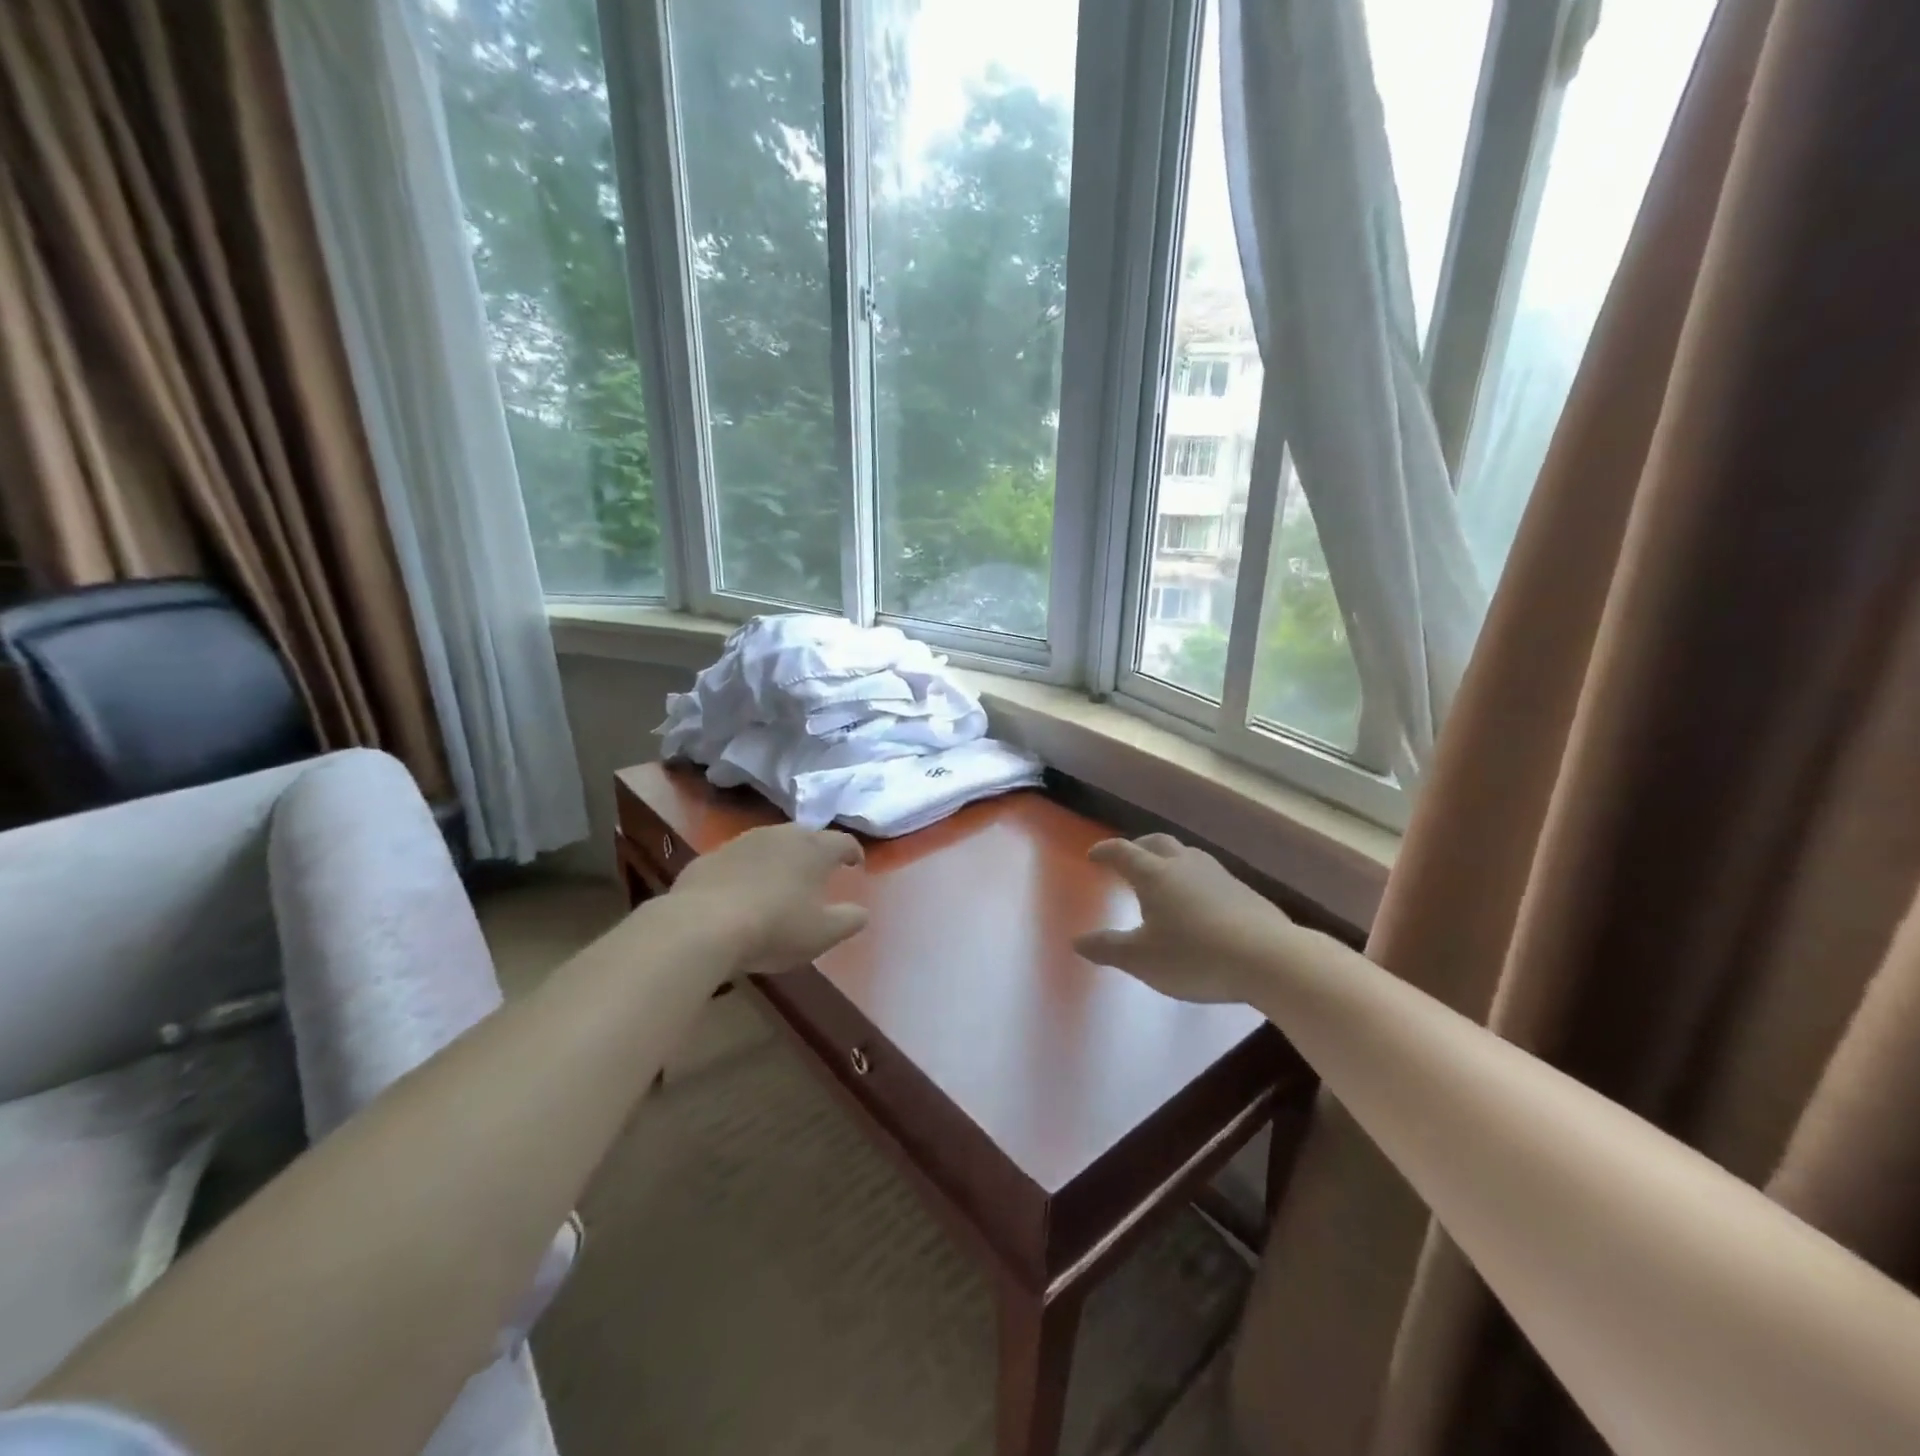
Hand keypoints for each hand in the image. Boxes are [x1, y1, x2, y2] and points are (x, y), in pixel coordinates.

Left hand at [667, 824, 868, 977]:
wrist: (702, 925)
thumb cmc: (775, 927)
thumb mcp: (823, 933)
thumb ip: (850, 920)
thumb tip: (862, 912)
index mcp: (813, 848)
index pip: (843, 841)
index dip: (853, 852)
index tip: (856, 864)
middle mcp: (780, 835)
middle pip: (805, 836)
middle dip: (815, 851)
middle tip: (819, 871)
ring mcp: (741, 842)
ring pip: (769, 844)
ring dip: (779, 859)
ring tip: (780, 881)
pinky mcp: (709, 857)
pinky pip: (737, 861)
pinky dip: (746, 872)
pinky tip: (741, 893)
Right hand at [1074, 834, 1298, 1003]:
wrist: (1270, 959)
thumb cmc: (1195, 956)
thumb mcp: (1142, 960)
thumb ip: (1108, 948)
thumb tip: (1078, 941)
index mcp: (1154, 874)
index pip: (1122, 852)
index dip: (1105, 852)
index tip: (1093, 856)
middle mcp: (1184, 864)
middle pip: (1156, 842)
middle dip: (1137, 847)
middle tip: (1127, 859)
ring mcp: (1218, 874)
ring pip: (1186, 854)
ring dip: (1168, 859)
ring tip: (1163, 877)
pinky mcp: (1243, 890)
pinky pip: (1208, 874)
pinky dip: (1192, 878)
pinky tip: (1198, 901)